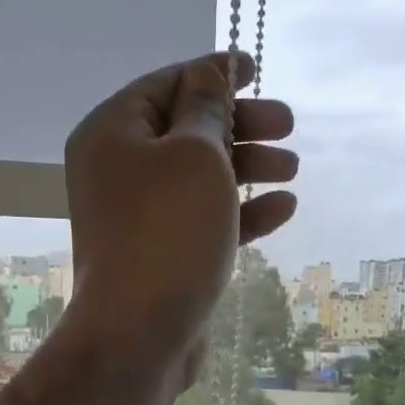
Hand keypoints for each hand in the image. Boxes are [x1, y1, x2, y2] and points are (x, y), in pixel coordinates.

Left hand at [63, 52, 297, 377]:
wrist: (139, 335)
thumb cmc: (167, 233)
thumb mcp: (195, 156)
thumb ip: (206, 109)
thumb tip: (208, 75)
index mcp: (111, 133)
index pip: (166, 85)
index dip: (213, 73)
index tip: (257, 69)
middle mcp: (119, 171)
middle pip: (186, 131)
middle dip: (240, 126)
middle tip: (288, 125)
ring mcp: (140, 218)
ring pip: (199, 179)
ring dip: (247, 169)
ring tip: (292, 170)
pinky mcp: (163, 256)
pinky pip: (203, 220)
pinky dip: (240, 212)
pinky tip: (282, 209)